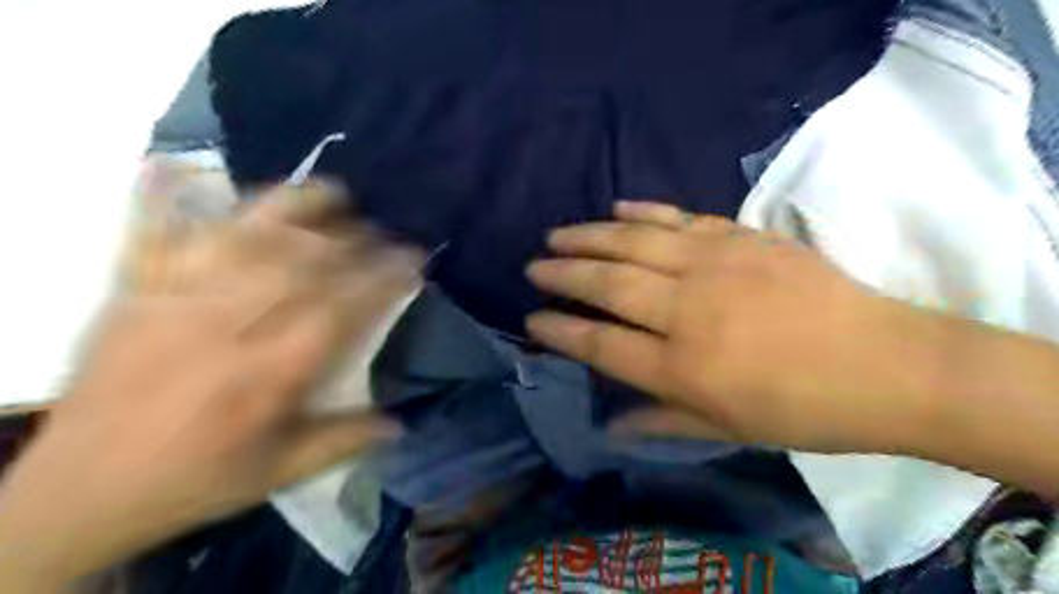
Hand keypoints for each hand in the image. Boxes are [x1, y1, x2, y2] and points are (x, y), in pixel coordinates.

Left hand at [1, 188, 417, 591]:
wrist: (76, 494)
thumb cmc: (193, 481)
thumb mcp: (278, 473)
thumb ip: (343, 441)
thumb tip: (402, 422)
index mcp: (266, 376)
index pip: (341, 309)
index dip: (383, 277)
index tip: (413, 257)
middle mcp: (224, 329)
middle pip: (299, 264)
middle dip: (352, 240)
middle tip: (382, 229)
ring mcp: (172, 303)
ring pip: (241, 238)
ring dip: (293, 209)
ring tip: (331, 193)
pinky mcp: (131, 295)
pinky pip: (154, 235)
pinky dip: (168, 198)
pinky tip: (185, 169)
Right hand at [528, 202, 941, 452]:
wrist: (889, 364)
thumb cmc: (805, 410)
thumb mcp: (728, 431)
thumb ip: (662, 422)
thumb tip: (610, 424)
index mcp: (682, 366)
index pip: (599, 342)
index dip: (559, 329)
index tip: (531, 319)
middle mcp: (687, 309)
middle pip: (607, 283)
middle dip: (562, 273)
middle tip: (534, 266)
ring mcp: (715, 265)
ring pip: (633, 241)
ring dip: (588, 236)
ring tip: (556, 234)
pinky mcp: (741, 237)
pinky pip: (679, 217)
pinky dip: (642, 210)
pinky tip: (615, 206)